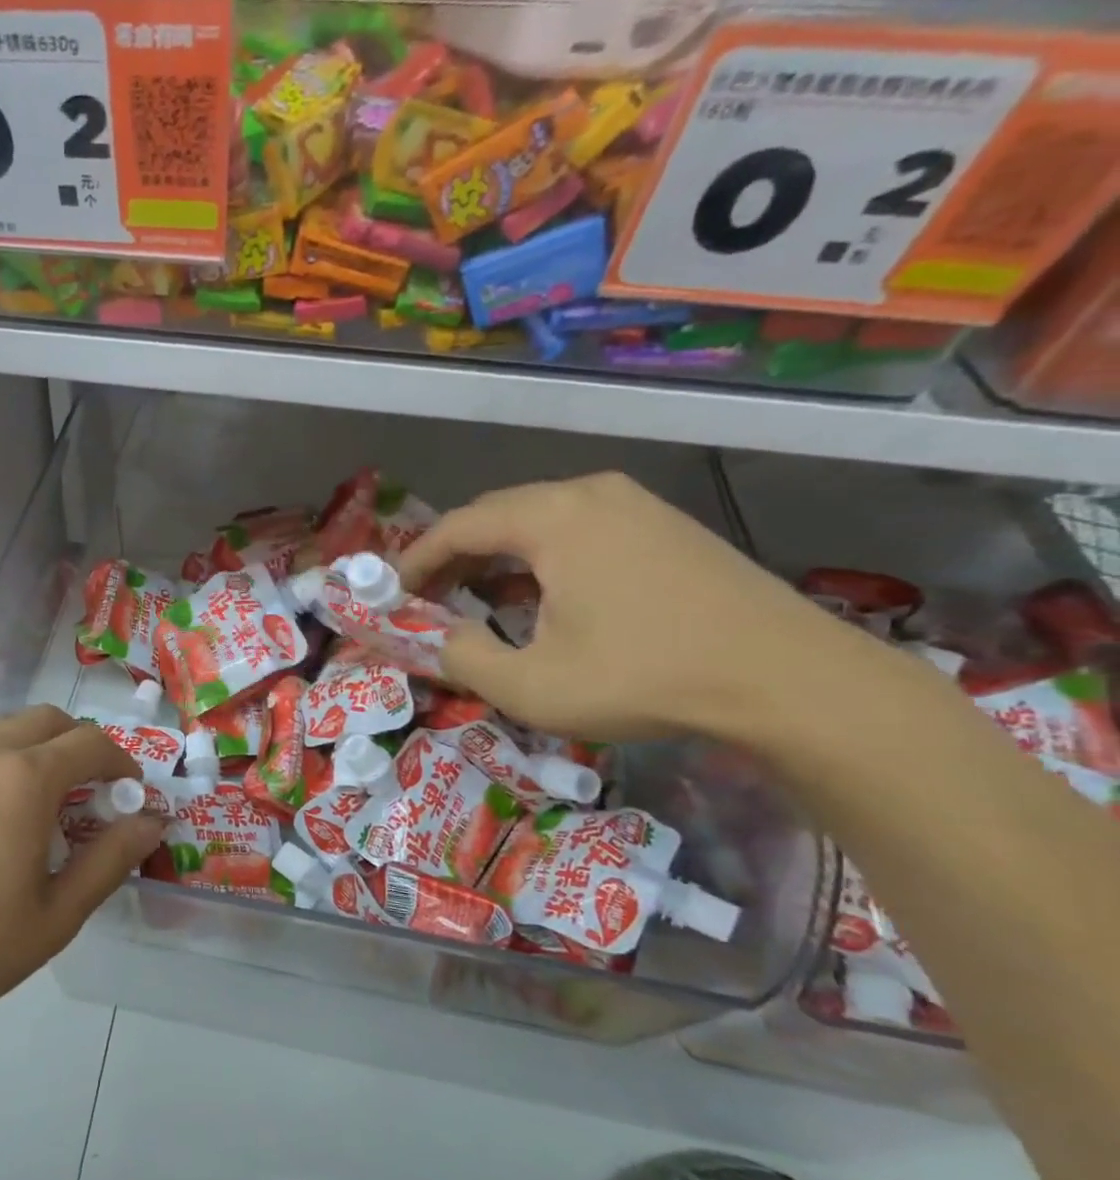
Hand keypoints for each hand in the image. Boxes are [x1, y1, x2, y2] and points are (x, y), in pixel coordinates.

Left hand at [0, 707, 164, 1075]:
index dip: (123, 764)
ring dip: (41, 753)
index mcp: (24, 778)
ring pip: (8, 732)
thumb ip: (111, 859)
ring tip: (49, 812)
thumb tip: (152, 822)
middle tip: (94, 797)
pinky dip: (5, 767)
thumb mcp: (56, 915)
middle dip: (82, 747)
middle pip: (48, 721)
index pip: (91, 743)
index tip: (132, 796)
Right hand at [398, 472, 858, 743]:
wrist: (788, 680)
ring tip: (477, 601)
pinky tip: (543, 597)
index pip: (458, 526)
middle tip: (428, 600)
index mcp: (552, 518)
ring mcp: (636, 504)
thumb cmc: (644, 677)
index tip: (390, 594)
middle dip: (454, 558)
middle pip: (496, 516)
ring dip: (498, 558)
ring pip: (540, 521)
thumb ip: (461, 657)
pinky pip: (580, 530)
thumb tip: (435, 638)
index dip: (415, 561)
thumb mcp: (530, 685)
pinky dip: (542, 559)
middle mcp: (590, 494)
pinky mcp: (667, 526)